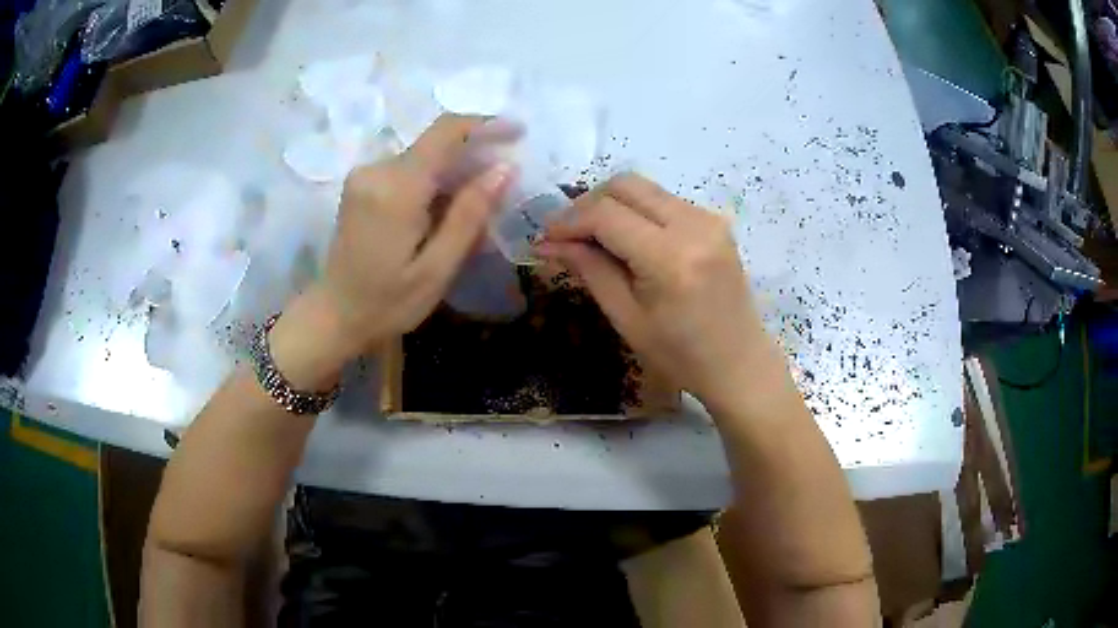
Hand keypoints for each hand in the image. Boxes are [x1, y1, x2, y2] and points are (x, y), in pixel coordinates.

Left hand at [270, 115, 511, 387]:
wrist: (334, 315)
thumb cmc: (387, 303)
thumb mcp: (437, 269)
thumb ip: (470, 215)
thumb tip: (504, 169)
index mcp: (396, 189)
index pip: (445, 132)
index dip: (485, 124)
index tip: (518, 133)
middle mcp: (377, 170)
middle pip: (435, 144)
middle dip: (473, 157)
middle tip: (501, 192)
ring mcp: (365, 175)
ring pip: (423, 156)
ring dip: (453, 173)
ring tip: (474, 212)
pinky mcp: (362, 184)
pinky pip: (408, 169)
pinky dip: (433, 182)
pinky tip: (442, 215)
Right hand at [537, 173, 785, 410]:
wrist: (739, 363)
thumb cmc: (680, 355)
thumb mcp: (626, 318)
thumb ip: (589, 270)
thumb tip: (547, 243)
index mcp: (670, 258)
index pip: (606, 215)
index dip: (569, 221)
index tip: (545, 237)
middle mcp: (693, 225)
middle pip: (625, 185)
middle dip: (588, 203)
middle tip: (567, 234)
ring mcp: (708, 219)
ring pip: (644, 188)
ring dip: (612, 205)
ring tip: (593, 238)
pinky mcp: (714, 221)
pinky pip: (664, 201)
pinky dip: (637, 211)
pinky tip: (627, 239)